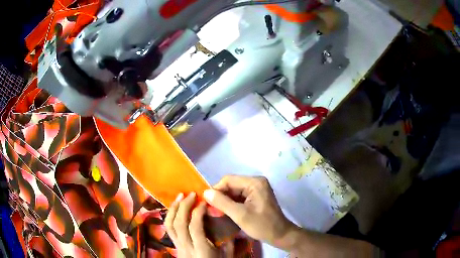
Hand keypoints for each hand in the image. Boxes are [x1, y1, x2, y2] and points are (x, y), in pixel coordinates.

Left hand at [165, 192, 233, 257]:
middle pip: (179, 223)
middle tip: (191, 194)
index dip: (197, 212)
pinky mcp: (174, 245)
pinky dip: (170, 216)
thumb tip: (230, 223)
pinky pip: (168, 229)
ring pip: (169, 225)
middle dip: (184, 206)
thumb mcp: (227, 256)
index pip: (195, 227)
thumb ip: (229, 241)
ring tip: (180, 197)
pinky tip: (175, 209)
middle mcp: (186, 246)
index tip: (204, 202)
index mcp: (201, 249)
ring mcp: (177, 246)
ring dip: (174, 209)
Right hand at [203, 175, 295, 248]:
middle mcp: (256, 182)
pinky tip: (226, 211)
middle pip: (232, 185)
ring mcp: (257, 189)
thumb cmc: (262, 225)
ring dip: (225, 200)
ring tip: (217, 211)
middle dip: (221, 196)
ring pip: (235, 191)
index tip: (207, 203)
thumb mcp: (240, 215)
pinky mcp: (257, 196)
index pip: (228, 180)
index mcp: (254, 183)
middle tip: (211, 209)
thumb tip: (205, 192)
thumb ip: (222, 203)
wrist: (280, 235)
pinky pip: (240, 196)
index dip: (216, 190)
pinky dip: (232, 203)